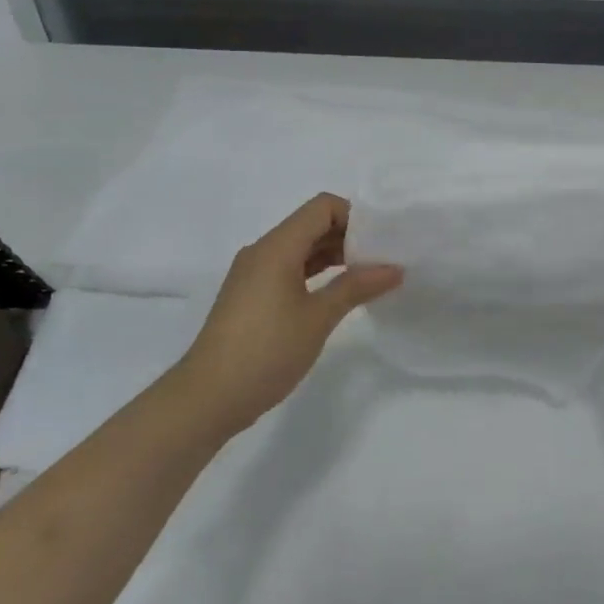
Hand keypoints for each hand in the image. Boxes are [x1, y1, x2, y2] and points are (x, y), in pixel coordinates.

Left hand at [174, 193, 401, 439]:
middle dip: (348, 236)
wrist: (209, 396)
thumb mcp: (318, 318)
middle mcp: (262, 251)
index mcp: (277, 247)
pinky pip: (288, 269)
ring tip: (368, 276)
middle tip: (383, 259)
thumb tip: (394, 268)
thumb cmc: (267, 351)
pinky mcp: (250, 295)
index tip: (382, 241)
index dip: (355, 216)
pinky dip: (315, 273)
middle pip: (311, 224)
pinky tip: (337, 294)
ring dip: (333, 256)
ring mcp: (253, 274)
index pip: (322, 207)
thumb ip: (356, 287)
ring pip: (299, 248)